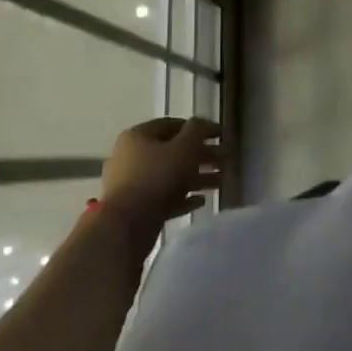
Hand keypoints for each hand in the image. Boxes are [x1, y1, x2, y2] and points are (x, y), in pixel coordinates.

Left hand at [99, 118, 224, 242]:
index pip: (172, 124)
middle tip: (226, 159)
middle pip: (173, 151)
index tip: (221, 135)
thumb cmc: (156, 177)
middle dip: (202, 154)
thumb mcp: (184, 148)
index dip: (199, 127)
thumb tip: (202, 124)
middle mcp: (131, 156)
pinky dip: (183, 197)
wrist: (125, 226)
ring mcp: (132, 184)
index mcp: (138, 136)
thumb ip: (197, 132)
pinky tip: (201, 201)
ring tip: (221, 181)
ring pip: (171, 175)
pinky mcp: (136, 208)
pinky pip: (165, 198)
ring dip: (197, 177)